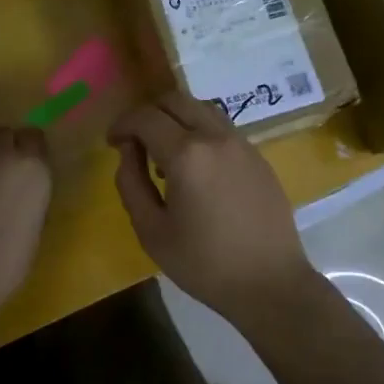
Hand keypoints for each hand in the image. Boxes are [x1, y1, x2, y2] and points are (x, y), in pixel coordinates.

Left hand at [0, 127, 52, 305]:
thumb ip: (29, 196)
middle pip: (2, 133)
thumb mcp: (34, 225)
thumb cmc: (7, 262)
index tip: (27, 163)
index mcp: (31, 167)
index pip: (34, 136)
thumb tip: (20, 191)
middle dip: (3, 146)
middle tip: (0, 170)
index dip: (30, 148)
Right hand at [109, 92, 322, 324]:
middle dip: (148, 113)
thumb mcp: (151, 231)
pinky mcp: (258, 156)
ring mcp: (242, 143)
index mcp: (187, 154)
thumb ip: (131, 183)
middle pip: (175, 100)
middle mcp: (216, 137)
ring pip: (201, 109)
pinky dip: (200, 132)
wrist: (271, 283)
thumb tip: (128, 151)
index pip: (146, 118)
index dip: (123, 124)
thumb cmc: (204, 264)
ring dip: (176, 119)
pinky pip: (221, 128)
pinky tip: (196, 169)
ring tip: (166, 155)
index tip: (112, 142)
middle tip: (135, 141)